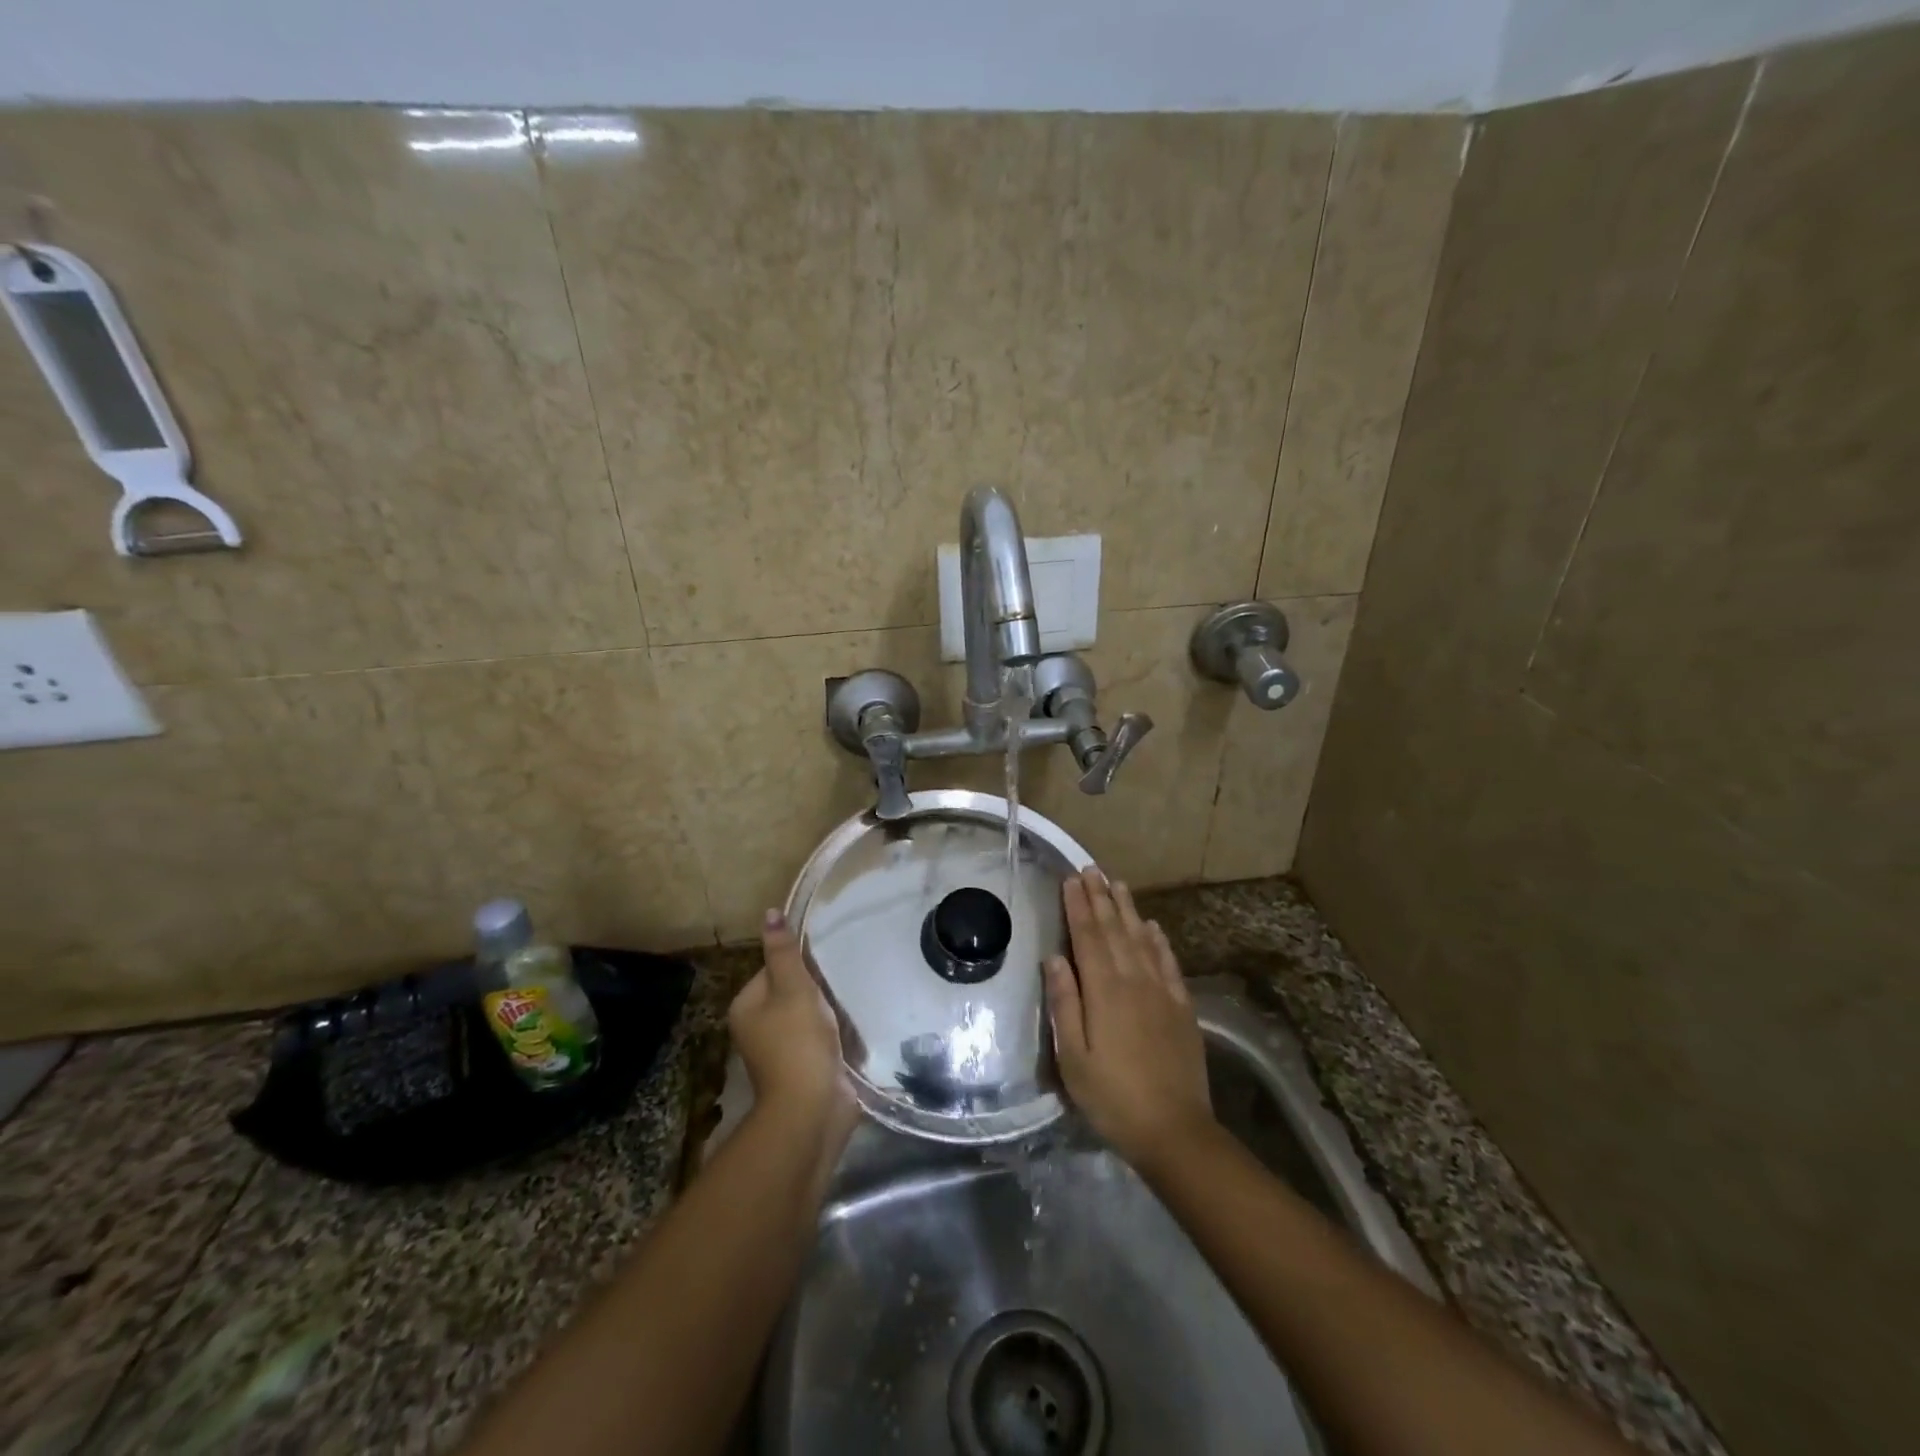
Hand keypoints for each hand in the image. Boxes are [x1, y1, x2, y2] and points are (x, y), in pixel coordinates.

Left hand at [729, 910, 856, 1150]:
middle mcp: (757, 1029)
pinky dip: (836, 1033)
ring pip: (808, 1016)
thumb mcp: (793, 988)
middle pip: (790, 992)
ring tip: (852, 1000)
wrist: (813, 1108)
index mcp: (746, 1008)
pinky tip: (855, 1026)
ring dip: (829, 1011)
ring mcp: (781, 1052)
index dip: (799, 964)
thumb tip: (770, 912)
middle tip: (842, 979)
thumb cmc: (798, 1041)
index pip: (772, 969)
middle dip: (816, 988)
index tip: (824, 964)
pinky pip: (821, 1039)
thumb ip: (784, 952)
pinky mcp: (805, 1068)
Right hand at [1047, 870, 1214, 1175]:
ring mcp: (1162, 992)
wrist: (1175, 1130)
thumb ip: (1065, 1004)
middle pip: (1115, 931)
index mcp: (1104, 992)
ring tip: (1117, 884)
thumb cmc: (1112, 1097)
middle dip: (1100, 898)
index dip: (1078, 907)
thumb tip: (1054, 959)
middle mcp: (1134, 981)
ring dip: (1128, 910)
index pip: (1087, 938)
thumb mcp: (1074, 1058)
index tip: (1070, 880)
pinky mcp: (1181, 1007)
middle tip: (1091, 869)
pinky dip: (1158, 941)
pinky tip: (1152, 927)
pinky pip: (1169, 963)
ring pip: (1142, 939)